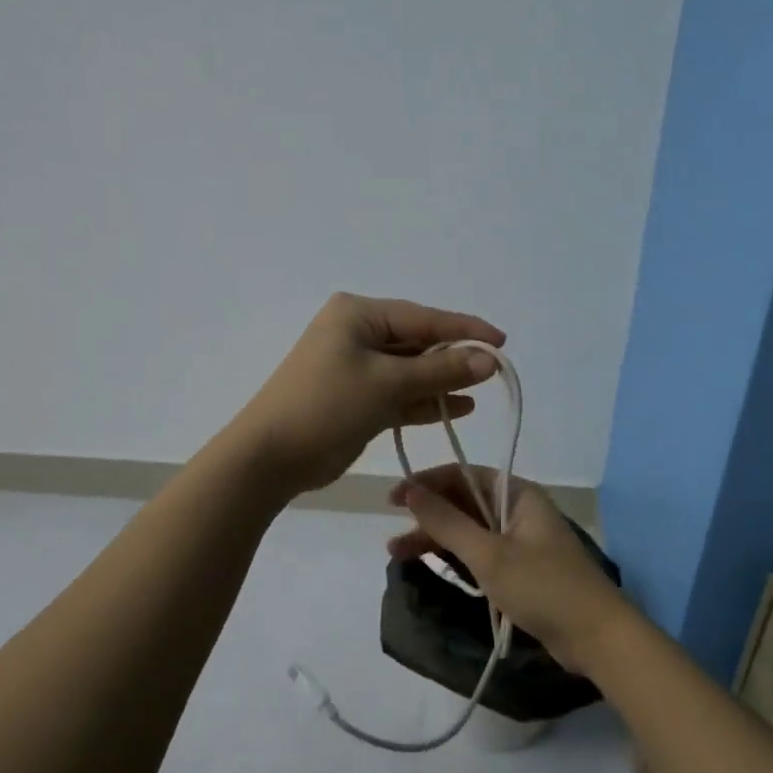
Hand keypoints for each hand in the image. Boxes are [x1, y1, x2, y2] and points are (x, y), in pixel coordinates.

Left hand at [228, 293, 506, 496]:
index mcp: (358, 315)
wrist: (270, 457)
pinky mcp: (355, 398)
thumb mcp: (388, 384)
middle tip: (494, 373)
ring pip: (409, 370)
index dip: (465, 330)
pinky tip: (457, 408)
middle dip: (453, 358)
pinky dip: (423, 400)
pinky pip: (398, 393)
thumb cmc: (327, 406)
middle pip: (417, 342)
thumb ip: (440, 371)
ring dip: (441, 381)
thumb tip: (489, 360)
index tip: (502, 342)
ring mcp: (354, 367)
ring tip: (479, 392)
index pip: (423, 317)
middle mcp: (356, 334)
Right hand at [387, 465, 639, 675]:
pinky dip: (453, 556)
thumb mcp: (489, 554)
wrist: (597, 638)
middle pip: (463, 502)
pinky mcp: (518, 569)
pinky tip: (428, 564)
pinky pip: (477, 552)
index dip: (426, 482)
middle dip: (427, 515)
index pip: (463, 475)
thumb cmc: (544, 587)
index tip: (394, 498)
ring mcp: (519, 541)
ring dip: (435, 538)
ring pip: (467, 530)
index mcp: (518, 494)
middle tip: (391, 531)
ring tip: (397, 554)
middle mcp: (518, 511)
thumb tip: (411, 490)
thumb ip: (447, 522)